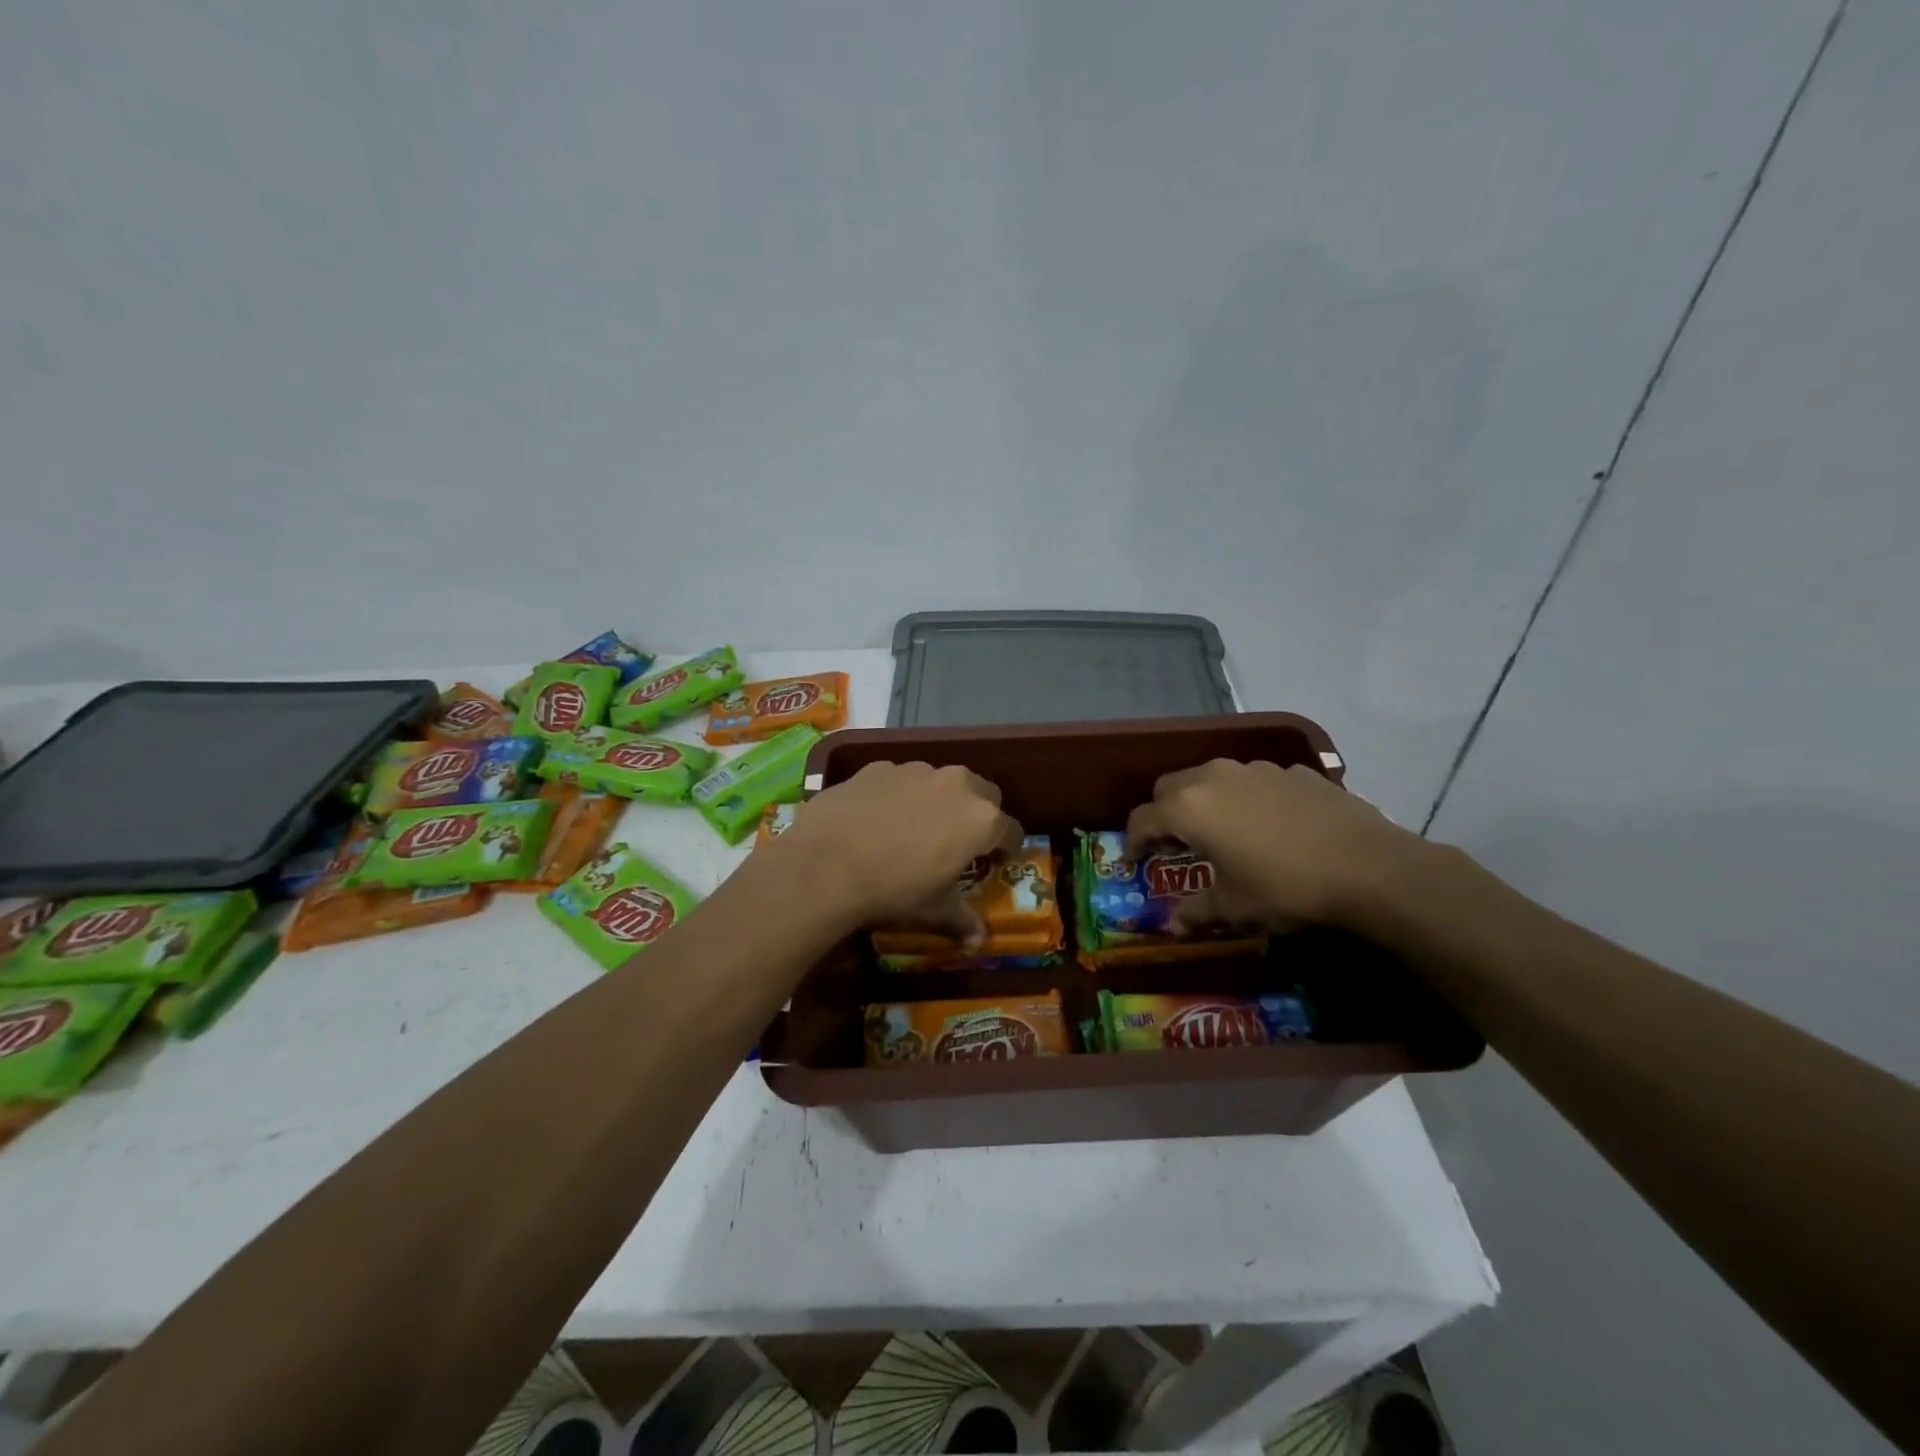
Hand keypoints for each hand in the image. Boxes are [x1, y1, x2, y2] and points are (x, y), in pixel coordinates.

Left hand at [773, 762, 1023, 941]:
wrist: (825, 864)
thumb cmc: (893, 889)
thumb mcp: (933, 910)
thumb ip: (962, 920)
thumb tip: (978, 940)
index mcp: (981, 819)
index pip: (1011, 830)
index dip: (1006, 848)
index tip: (995, 861)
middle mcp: (955, 784)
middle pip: (983, 794)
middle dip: (977, 814)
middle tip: (959, 842)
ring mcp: (915, 770)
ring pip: (940, 782)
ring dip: (937, 801)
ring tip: (913, 830)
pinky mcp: (878, 767)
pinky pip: (901, 780)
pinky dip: (899, 796)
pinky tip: (876, 820)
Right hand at [1124, 759, 1424, 931]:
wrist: (1369, 866)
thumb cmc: (1286, 888)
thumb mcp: (1235, 908)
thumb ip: (1196, 912)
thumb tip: (1172, 927)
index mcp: (1189, 808)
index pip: (1142, 819)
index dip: (1132, 842)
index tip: (1135, 861)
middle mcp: (1214, 777)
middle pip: (1169, 788)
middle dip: (1164, 814)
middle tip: (1175, 845)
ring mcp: (1255, 769)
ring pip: (1211, 777)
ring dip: (1204, 802)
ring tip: (1221, 832)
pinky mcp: (1291, 770)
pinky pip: (1253, 780)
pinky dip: (1246, 798)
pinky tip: (1269, 826)